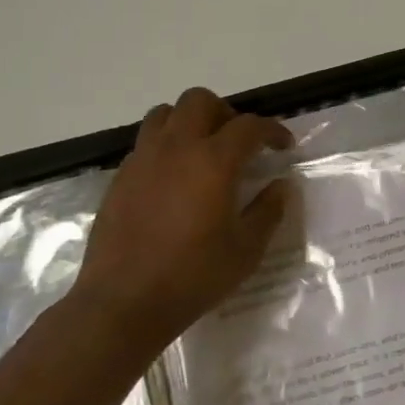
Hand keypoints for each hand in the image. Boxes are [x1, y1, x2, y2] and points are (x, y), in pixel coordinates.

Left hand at [70, 88, 293, 351]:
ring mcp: (142, 160)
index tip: (284, 147)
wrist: (123, 302)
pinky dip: (166, 146)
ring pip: (165, 114)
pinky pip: (146, 143)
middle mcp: (176, 148)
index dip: (273, 130)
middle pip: (200, 101)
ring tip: (203, 152)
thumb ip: (268, 210)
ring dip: (190, 122)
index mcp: (213, 162)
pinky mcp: (120, 178)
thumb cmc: (193, 276)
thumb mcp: (246, 249)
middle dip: (226, 114)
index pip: (249, 126)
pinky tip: (175, 180)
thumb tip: (281, 186)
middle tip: (240, 143)